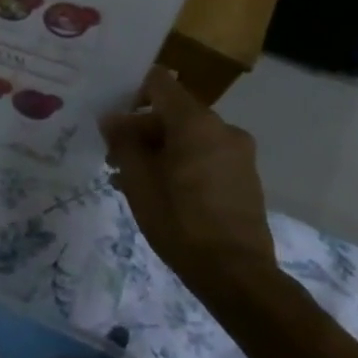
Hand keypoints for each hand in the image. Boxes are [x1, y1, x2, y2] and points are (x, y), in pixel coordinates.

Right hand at [101, 67, 275, 296]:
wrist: (236, 275)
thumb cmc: (179, 221)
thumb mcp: (138, 180)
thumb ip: (123, 141)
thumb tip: (112, 118)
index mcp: (195, 122)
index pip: (159, 83)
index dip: (132, 93)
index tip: (113, 118)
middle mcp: (222, 128)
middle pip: (173, 112)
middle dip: (142, 130)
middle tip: (114, 158)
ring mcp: (238, 153)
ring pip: (188, 136)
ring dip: (160, 149)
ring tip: (132, 180)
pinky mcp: (245, 177)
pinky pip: (206, 155)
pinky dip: (182, 163)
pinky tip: (161, 192)